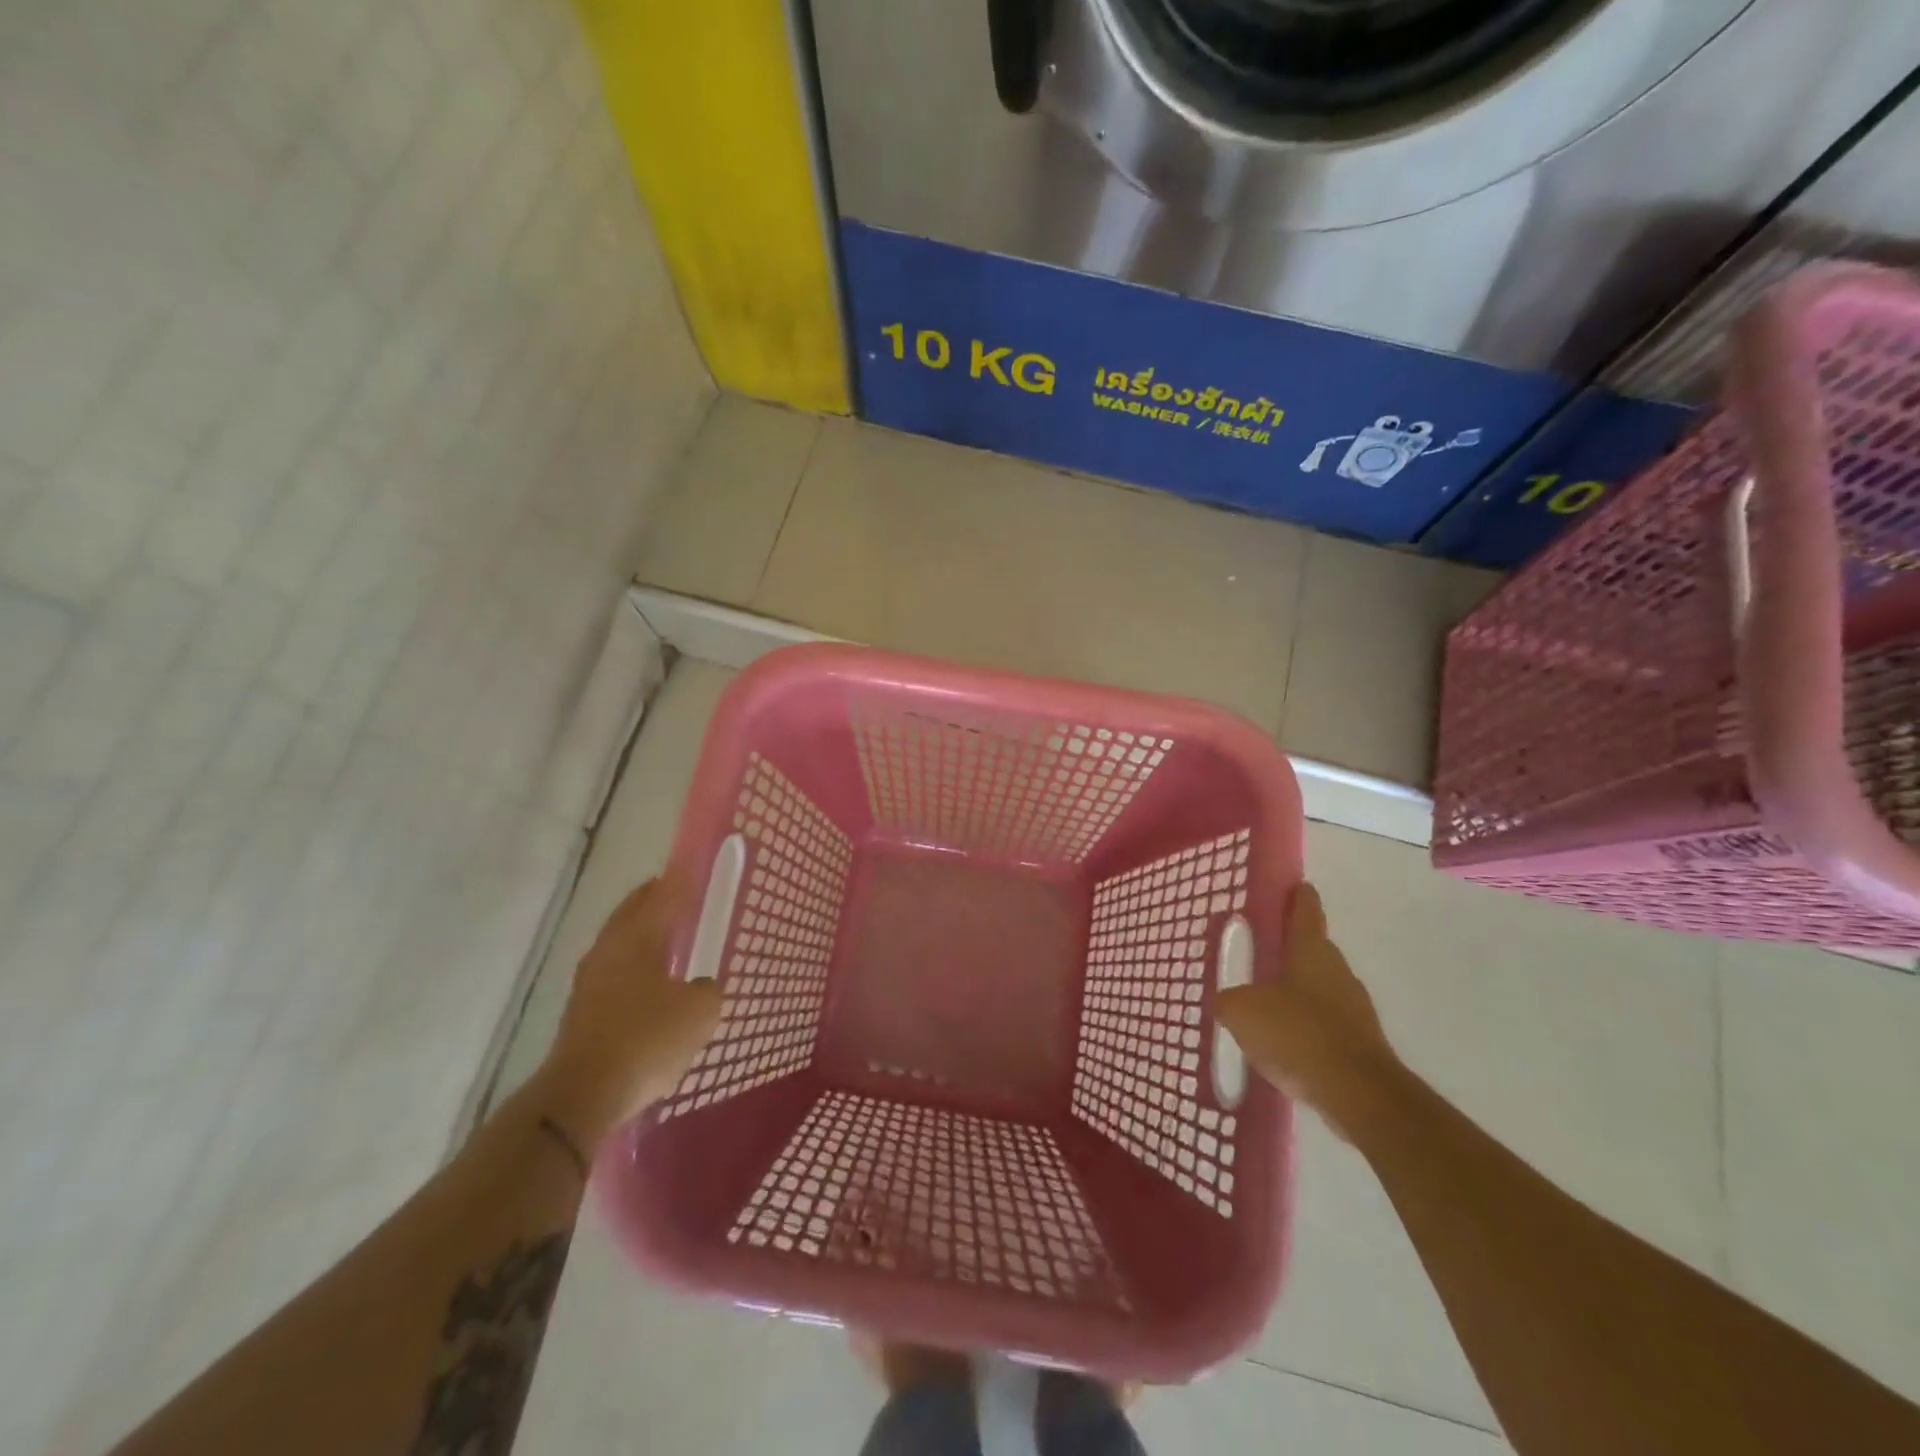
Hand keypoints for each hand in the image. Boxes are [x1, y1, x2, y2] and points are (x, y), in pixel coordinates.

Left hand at [539, 872, 722, 1140]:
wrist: (582, 1095)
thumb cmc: (646, 1040)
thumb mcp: (699, 1012)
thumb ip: (707, 990)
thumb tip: (700, 986)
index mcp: (637, 938)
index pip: (661, 895)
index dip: (679, 881)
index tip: (692, 870)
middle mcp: (608, 950)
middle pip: (632, 913)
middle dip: (654, 902)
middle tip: (679, 896)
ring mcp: (589, 982)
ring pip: (619, 944)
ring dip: (641, 936)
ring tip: (668, 939)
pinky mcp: (581, 1012)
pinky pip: (613, 974)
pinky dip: (633, 967)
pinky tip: (650, 984)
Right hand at [1215, 883, 1395, 1139]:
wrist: (1358, 1094)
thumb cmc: (1298, 1034)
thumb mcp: (1242, 1012)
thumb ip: (1229, 1000)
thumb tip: (1226, 1001)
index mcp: (1311, 951)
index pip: (1306, 911)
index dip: (1298, 897)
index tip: (1294, 886)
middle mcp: (1337, 972)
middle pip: (1313, 950)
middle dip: (1291, 949)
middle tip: (1262, 951)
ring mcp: (1354, 1009)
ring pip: (1321, 989)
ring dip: (1298, 991)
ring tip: (1267, 1002)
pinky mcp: (1360, 1044)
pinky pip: (1326, 1025)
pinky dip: (1307, 1027)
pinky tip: (1286, 1044)